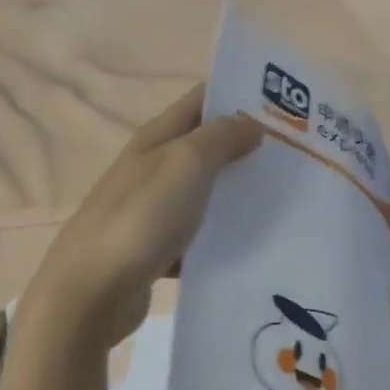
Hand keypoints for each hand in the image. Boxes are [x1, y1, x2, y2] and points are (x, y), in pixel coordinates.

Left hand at [32, 84, 263, 346]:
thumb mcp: (185, 166)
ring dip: (235, 195)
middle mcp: (151, 170)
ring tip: (283, 201)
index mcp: (155, 139)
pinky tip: (249, 248)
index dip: (239, 96)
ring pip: (202, 195)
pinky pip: (195, 238)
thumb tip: (251, 122)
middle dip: (245, 148)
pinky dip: (218, 240)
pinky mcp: (154, 251)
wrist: (92, 293)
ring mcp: (150, 212)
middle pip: (204, 149)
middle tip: (296, 156)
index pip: (201, 101)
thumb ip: (220, 138)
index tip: (285, 107)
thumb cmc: (140, 220)